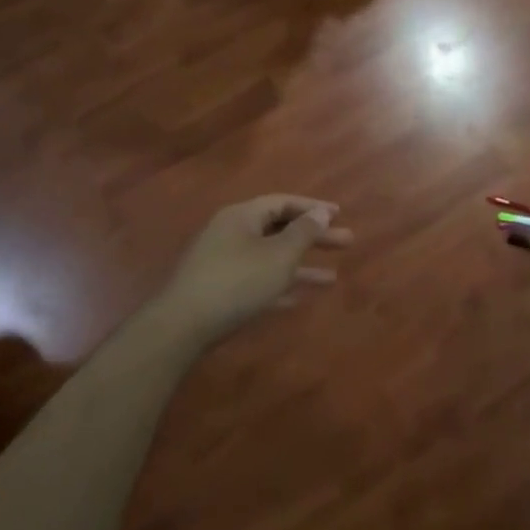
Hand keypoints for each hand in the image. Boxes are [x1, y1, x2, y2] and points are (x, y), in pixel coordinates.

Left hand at [160, 196, 351, 345]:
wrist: (182, 326)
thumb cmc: (237, 282)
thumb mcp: (279, 255)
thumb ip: (303, 232)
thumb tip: (321, 213)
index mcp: (243, 216)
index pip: (283, 203)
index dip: (313, 207)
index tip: (339, 214)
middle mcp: (232, 233)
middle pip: (279, 229)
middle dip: (313, 238)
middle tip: (346, 242)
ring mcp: (223, 263)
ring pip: (271, 258)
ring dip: (301, 266)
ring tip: (332, 278)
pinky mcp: (219, 291)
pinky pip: (257, 281)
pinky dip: (279, 285)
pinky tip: (299, 299)